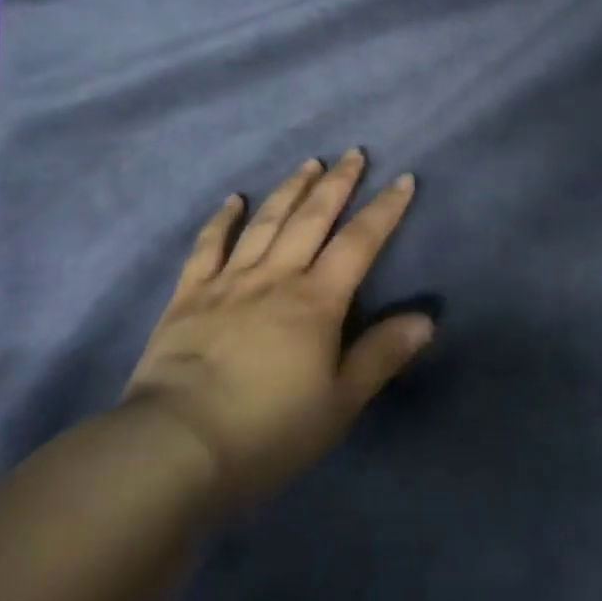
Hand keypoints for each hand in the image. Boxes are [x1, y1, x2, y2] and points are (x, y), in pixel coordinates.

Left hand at [122, 151, 431, 508]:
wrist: (175, 447)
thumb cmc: (267, 431)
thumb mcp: (339, 403)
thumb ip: (381, 356)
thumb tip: (426, 318)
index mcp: (316, 300)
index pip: (359, 242)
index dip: (384, 209)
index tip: (402, 179)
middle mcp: (276, 277)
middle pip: (312, 218)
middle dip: (337, 183)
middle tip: (354, 153)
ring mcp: (229, 282)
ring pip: (266, 222)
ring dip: (290, 189)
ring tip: (309, 163)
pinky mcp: (188, 296)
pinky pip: (207, 247)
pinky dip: (221, 220)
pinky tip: (232, 199)